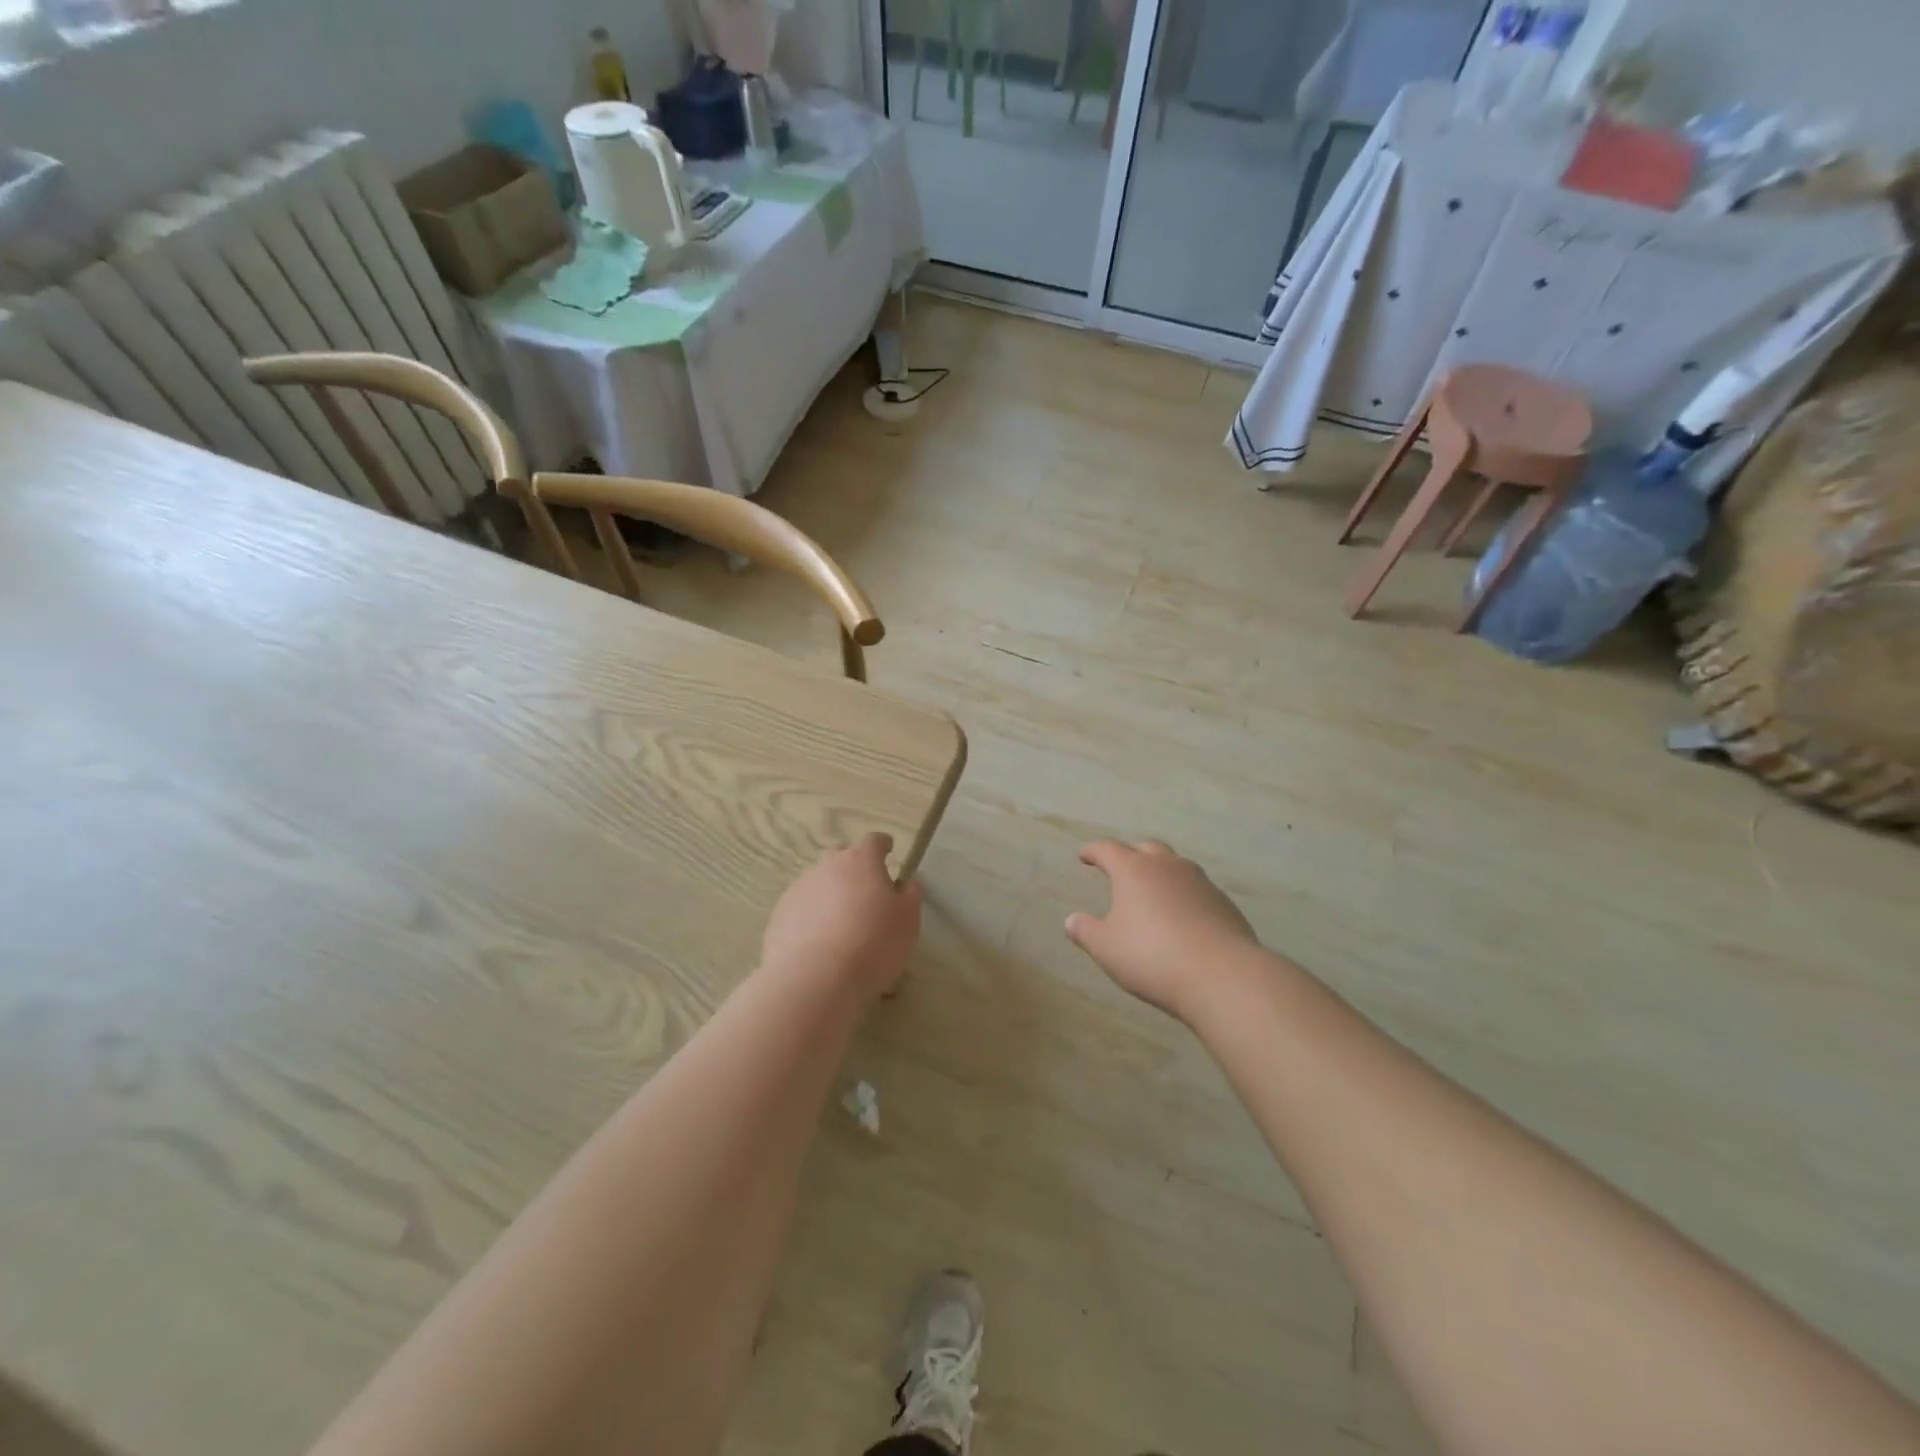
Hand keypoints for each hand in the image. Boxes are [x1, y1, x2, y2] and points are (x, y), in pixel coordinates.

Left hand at [761, 834, 921, 998]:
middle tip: (865, 891)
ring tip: (840, 923)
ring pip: (819, 882)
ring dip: (831, 893)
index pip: (874, 841)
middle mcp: (827, 866)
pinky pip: (801, 907)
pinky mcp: (779, 915)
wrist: (814, 978)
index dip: (883, 845)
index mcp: (861, 861)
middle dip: (854, 867)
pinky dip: (811, 916)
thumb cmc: (872, 944)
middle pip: (841, 856)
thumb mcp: (907, 921)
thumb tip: (906, 883)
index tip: (889, 851)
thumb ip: (910, 896)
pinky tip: (818, 941)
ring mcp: (799, 889)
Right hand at [1065, 840, 1262, 1021]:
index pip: (1108, 849)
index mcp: (1133, 870)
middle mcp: (1168, 867)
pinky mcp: (1224, 903)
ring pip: (1176, 866)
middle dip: (1131, 855)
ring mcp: (1200, 882)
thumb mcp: (1106, 948)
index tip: (1085, 856)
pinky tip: (1184, 919)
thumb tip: (1071, 920)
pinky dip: (1185, 897)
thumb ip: (1086, 931)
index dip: (1094, 851)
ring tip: (1154, 894)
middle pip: (1147, 849)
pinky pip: (1198, 890)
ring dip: (1162, 874)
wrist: (1222, 975)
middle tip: (1122, 870)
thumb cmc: (1151, 956)